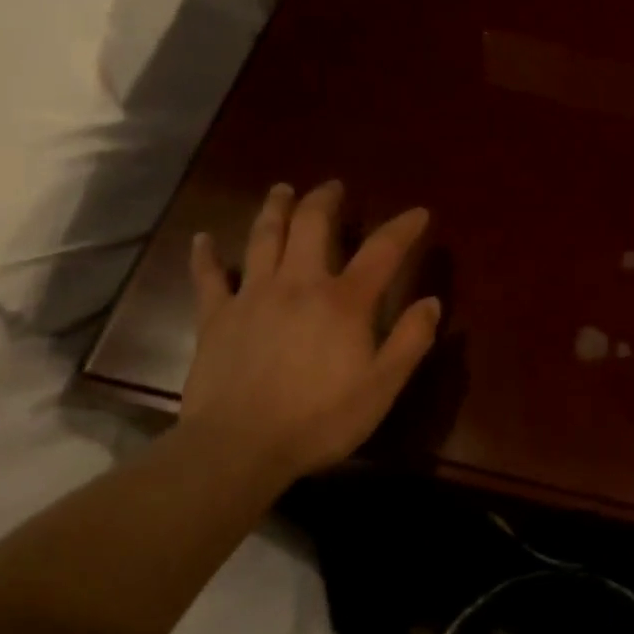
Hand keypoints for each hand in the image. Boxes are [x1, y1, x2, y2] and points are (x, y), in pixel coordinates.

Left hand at [175, 180, 440, 488]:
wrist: (239, 447)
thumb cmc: (319, 419)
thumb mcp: (382, 387)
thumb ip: (410, 341)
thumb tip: (432, 302)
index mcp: (344, 301)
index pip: (382, 251)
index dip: (403, 228)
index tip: (419, 212)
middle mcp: (299, 284)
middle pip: (312, 226)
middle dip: (325, 200)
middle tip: (333, 186)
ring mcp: (253, 296)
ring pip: (264, 238)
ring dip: (275, 209)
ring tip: (282, 190)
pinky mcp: (216, 317)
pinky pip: (209, 277)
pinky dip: (206, 256)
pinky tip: (202, 239)